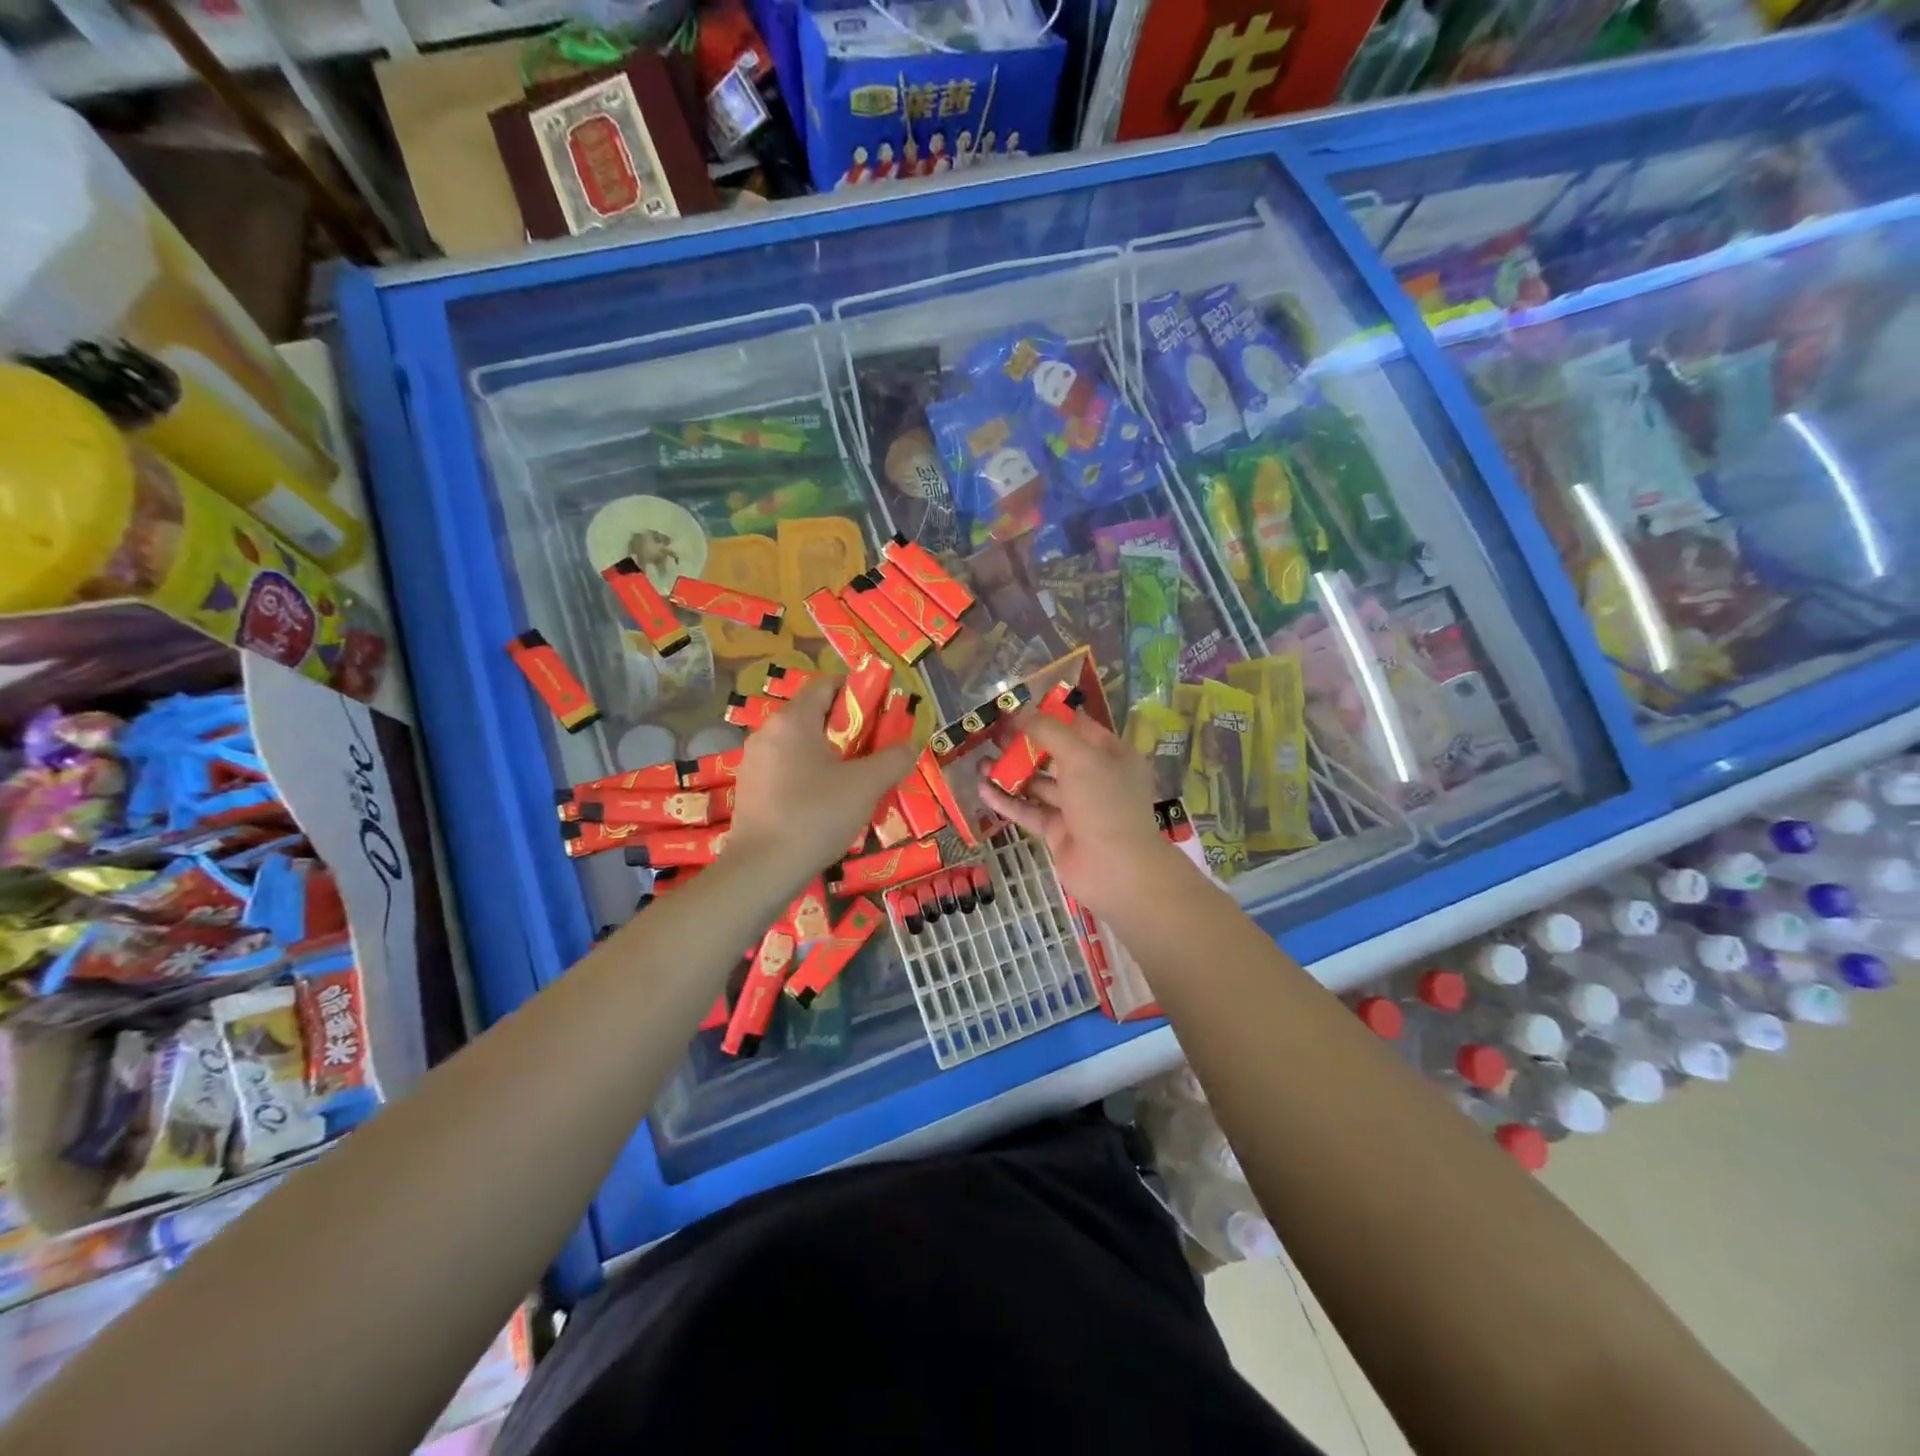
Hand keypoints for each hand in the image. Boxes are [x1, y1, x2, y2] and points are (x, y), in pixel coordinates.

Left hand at [723, 674, 914, 880]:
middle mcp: (768, 732)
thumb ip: (893, 759)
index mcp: (793, 720)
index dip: (857, 691)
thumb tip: (909, 746)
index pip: (826, 684)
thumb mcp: (866, 786)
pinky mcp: (750, 788)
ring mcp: (754, 761)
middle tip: (875, 748)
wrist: (763, 868)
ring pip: (800, 743)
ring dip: (830, 753)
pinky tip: (828, 800)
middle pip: (814, 714)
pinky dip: (810, 772)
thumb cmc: (816, 815)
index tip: (881, 711)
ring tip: (856, 778)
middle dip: (848, 727)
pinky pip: (787, 767)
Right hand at [976, 709, 1186, 920]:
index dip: (1048, 716)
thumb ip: (1048, 731)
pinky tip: (983, 790)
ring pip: (1039, 784)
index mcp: (1112, 755)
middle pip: (1055, 755)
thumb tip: (1018, 711)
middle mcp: (1096, 778)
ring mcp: (1076, 808)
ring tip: (980, 762)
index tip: (1016, 709)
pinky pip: (1030, 810)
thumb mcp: (1080, 757)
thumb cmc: (1104, 803)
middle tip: (991, 735)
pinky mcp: (1057, 832)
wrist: (1115, 870)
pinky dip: (1007, 800)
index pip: (1078, 727)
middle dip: (1023, 745)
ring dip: (1011, 773)